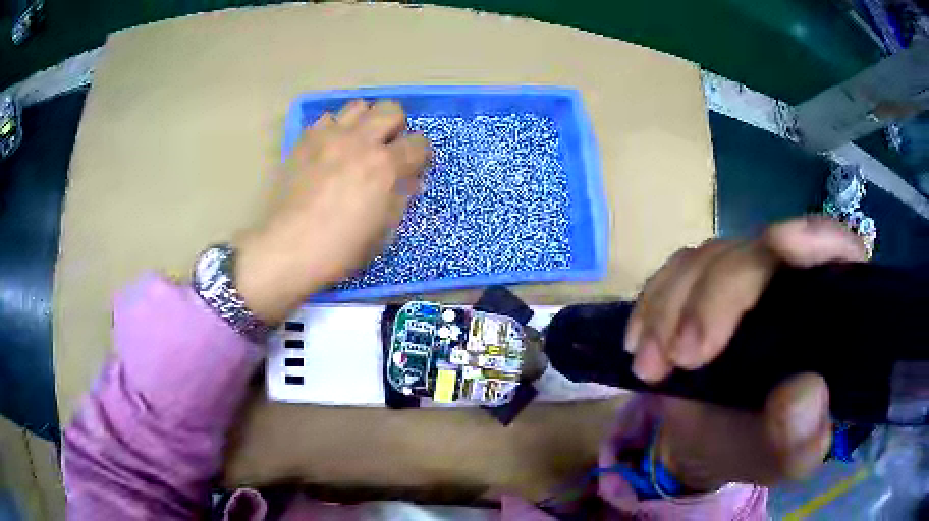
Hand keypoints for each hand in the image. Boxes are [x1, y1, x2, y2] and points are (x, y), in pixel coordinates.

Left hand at [235, 100, 430, 323]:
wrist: (287, 249)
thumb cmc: (340, 249)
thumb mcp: (382, 232)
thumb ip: (400, 199)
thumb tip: (410, 181)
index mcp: (384, 166)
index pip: (419, 143)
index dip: (421, 155)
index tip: (414, 167)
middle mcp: (360, 141)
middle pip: (391, 109)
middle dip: (396, 126)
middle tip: (387, 148)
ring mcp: (329, 137)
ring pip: (358, 106)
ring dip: (365, 121)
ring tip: (358, 142)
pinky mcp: (304, 140)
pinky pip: (327, 119)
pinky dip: (335, 129)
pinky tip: (330, 149)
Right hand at [625, 217, 865, 489]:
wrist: (704, 445)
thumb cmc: (755, 449)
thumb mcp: (783, 459)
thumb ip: (801, 437)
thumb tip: (805, 392)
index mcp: (829, 317)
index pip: (839, 255)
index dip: (817, 239)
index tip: (782, 245)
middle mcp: (791, 283)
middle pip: (760, 253)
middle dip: (717, 297)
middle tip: (683, 355)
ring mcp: (745, 278)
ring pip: (711, 258)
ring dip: (673, 306)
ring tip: (651, 366)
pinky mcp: (704, 284)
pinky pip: (676, 271)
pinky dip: (653, 303)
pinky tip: (640, 342)